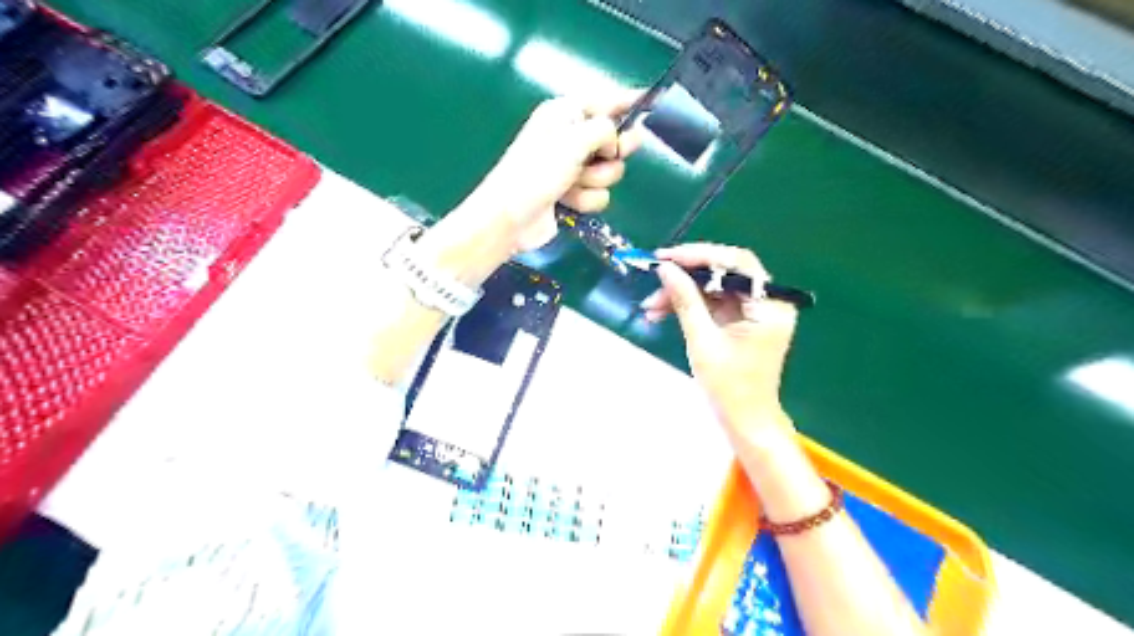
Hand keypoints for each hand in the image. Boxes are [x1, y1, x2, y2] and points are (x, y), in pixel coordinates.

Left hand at [467, 91, 645, 253]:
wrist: (512, 217)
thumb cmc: (538, 171)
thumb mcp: (574, 140)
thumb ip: (605, 130)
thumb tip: (615, 140)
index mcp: (565, 114)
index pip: (605, 101)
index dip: (628, 101)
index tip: (652, 100)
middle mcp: (570, 138)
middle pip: (614, 139)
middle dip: (613, 152)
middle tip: (611, 155)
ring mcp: (572, 168)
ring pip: (609, 171)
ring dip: (595, 180)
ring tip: (573, 184)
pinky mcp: (573, 194)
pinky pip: (599, 194)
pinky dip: (587, 199)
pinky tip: (568, 201)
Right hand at [641, 244, 800, 436]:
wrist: (745, 422)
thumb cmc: (729, 387)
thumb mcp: (702, 341)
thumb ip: (685, 300)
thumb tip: (665, 269)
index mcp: (770, 305)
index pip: (737, 263)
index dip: (700, 255)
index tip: (666, 257)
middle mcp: (768, 301)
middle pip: (724, 272)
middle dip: (685, 276)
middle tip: (654, 278)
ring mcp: (754, 311)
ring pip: (713, 287)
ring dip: (681, 293)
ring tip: (650, 307)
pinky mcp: (741, 320)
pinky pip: (712, 302)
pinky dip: (688, 305)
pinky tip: (661, 313)